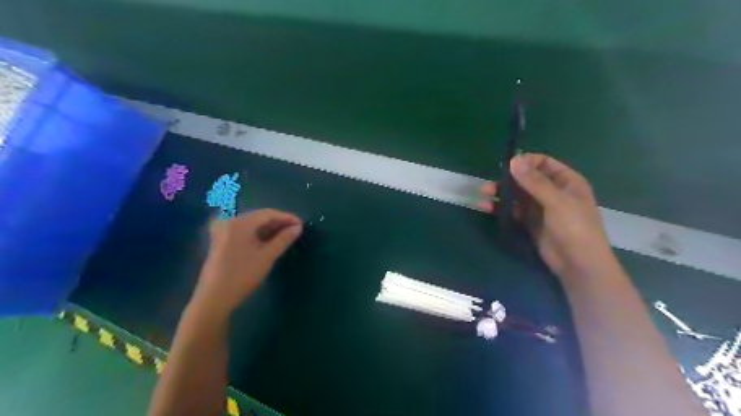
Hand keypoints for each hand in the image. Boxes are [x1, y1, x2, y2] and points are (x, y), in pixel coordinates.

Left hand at [193, 208, 303, 314]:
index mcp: (240, 223)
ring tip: (286, 236)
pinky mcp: (222, 241)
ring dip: (269, 229)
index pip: (268, 214)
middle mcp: (230, 222)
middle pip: (259, 217)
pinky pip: (245, 232)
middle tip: (295, 230)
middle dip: (278, 223)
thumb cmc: (243, 275)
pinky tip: (269, 241)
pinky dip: (258, 234)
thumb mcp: (267, 256)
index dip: (286, 217)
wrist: (214, 298)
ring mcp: (224, 231)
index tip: (301, 225)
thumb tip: (298, 228)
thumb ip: (284, 239)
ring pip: (252, 225)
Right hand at [477, 155, 616, 283]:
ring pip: (518, 195)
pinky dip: (501, 208)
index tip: (507, 166)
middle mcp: (553, 192)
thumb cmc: (575, 227)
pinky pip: (514, 210)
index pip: (543, 163)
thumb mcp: (556, 201)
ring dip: (501, 193)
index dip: (525, 162)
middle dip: (508, 179)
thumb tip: (514, 160)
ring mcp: (541, 208)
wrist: (578, 264)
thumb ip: (534, 181)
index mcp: (566, 181)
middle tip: (489, 183)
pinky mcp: (530, 223)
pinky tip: (487, 208)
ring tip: (483, 194)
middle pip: (527, 179)